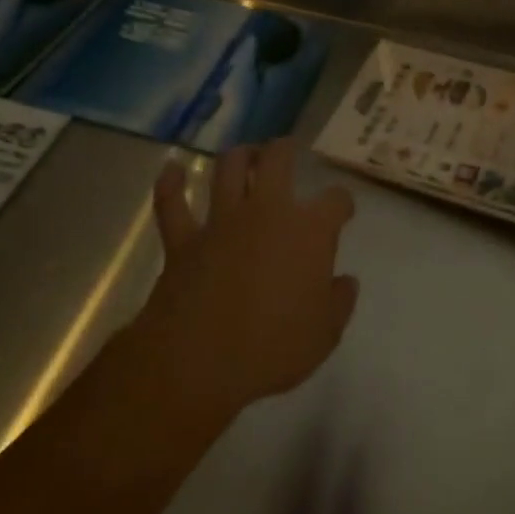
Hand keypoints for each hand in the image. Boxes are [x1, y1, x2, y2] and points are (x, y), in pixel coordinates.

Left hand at [138, 139, 358, 424]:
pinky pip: (172, 204)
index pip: (336, 200)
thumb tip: (345, 282)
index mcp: (310, 231)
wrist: (198, 363)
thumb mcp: (324, 335)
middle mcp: (267, 211)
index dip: (342, 203)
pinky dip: (170, 185)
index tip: (343, 211)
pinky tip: (170, 169)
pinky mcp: (183, 240)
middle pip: (277, 161)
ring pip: (228, 170)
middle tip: (285, 150)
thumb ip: (338, 302)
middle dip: (283, 150)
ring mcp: (222, 221)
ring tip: (245, 154)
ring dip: (238, 156)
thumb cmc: (273, 349)